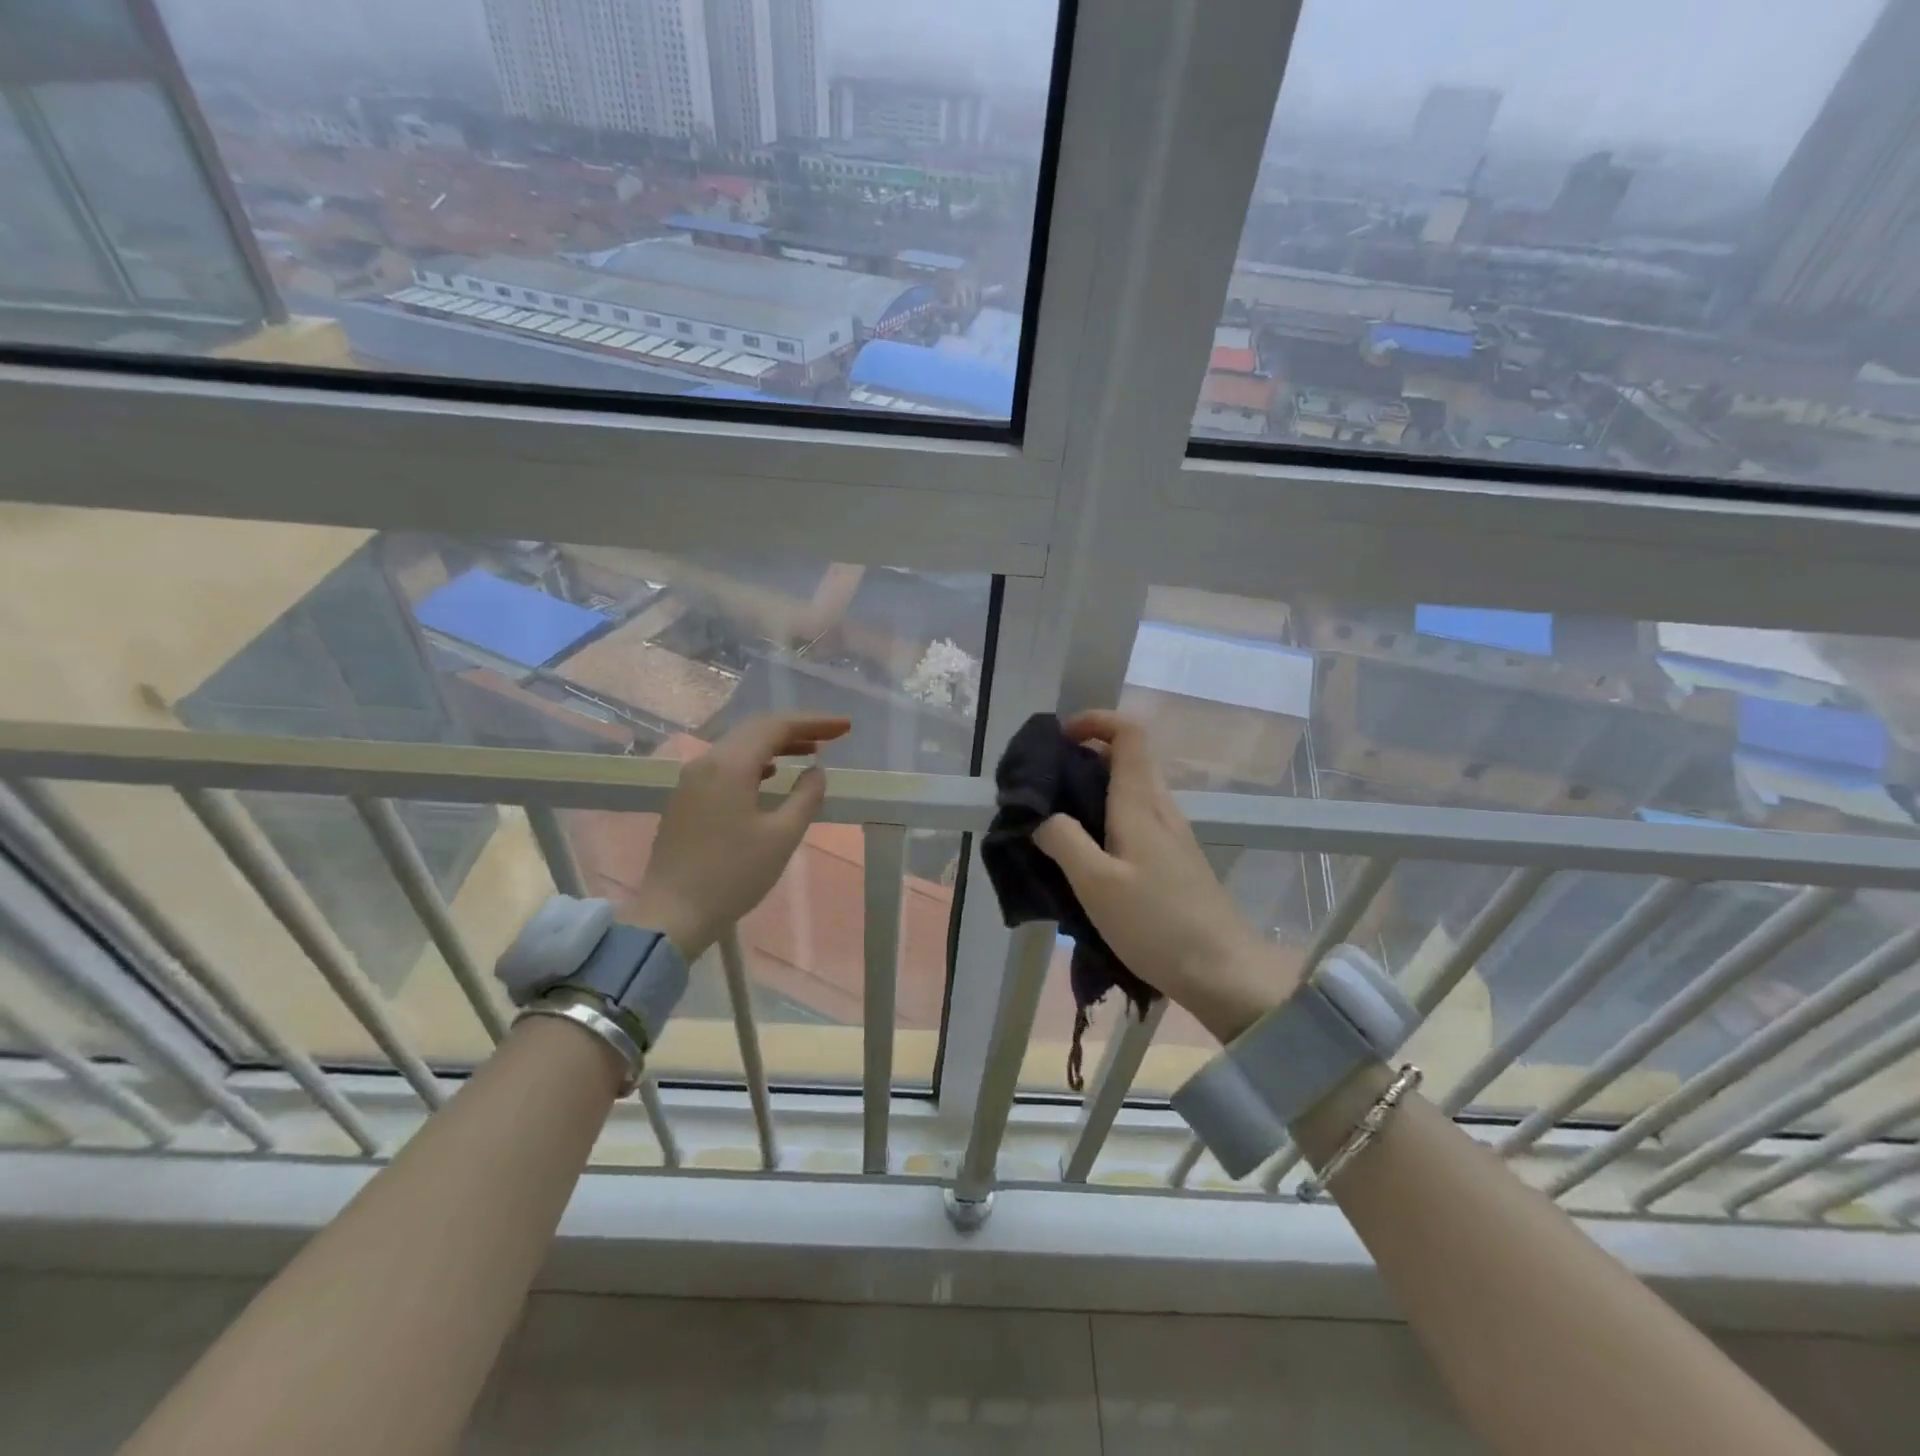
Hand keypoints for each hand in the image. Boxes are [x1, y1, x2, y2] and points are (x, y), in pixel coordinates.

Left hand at [628, 714, 850, 960]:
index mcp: (729, 766)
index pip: (776, 727)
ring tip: (808, 752)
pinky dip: (754, 761)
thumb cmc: (732, 876)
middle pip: (755, 730)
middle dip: (796, 728)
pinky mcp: (685, 799)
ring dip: (775, 744)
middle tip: (832, 735)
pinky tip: (770, 775)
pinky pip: (725, 764)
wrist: (671, 915)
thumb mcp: (782, 837)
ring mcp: (691, 780)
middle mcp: (706, 762)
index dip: (814, 722)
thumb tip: (816, 771)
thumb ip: (805, 797)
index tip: (845, 726)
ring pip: (738, 746)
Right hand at [1033, 711, 1296, 1041]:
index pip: (1128, 735)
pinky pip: (1137, 819)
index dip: (1096, 721)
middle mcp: (1161, 809)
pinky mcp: (1176, 860)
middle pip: (1127, 759)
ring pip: (1131, 790)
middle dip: (1085, 756)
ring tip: (1057, 820)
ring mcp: (1173, 835)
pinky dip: (1107, 818)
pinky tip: (1089, 855)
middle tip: (1046, 784)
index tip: (1059, 737)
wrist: (1222, 970)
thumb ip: (1065, 842)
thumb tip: (1045, 818)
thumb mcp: (1096, 884)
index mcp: (1141, 804)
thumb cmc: (1156, 924)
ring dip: (1094, 790)